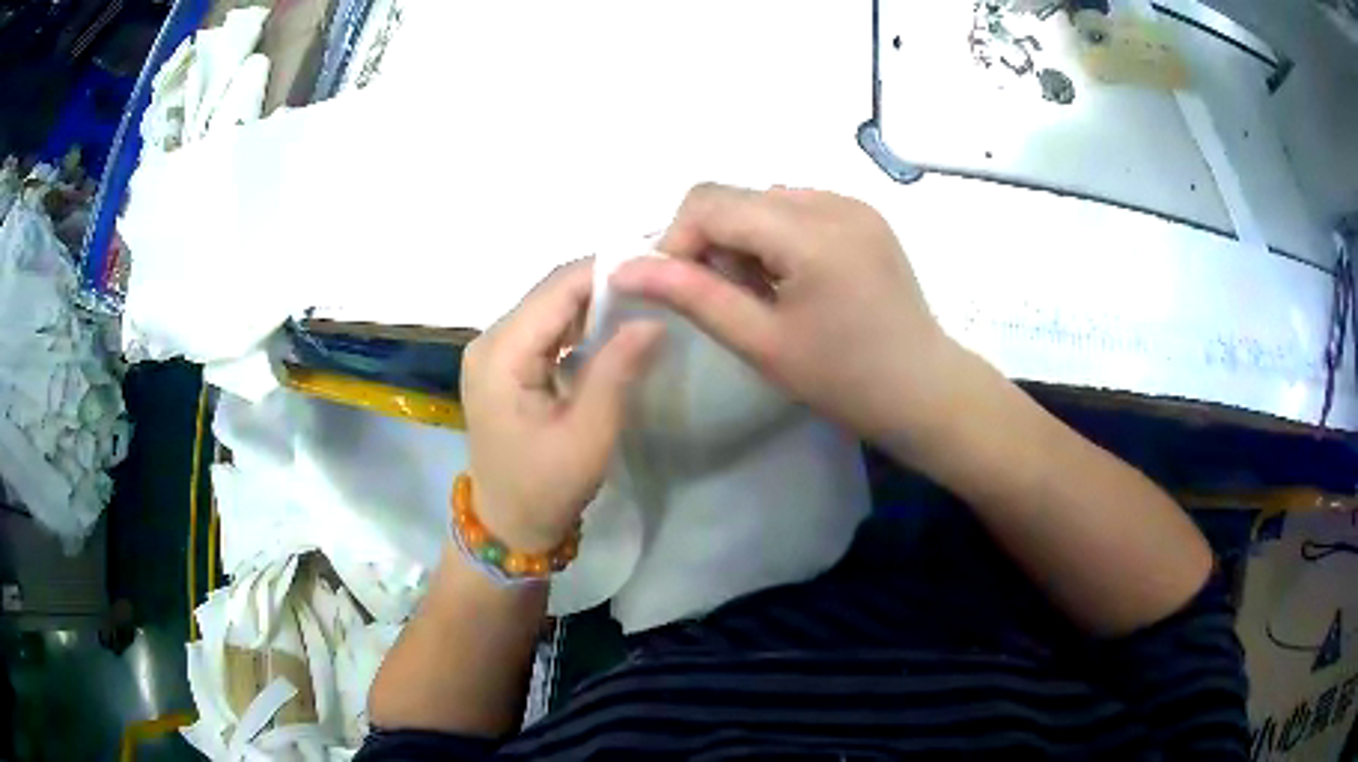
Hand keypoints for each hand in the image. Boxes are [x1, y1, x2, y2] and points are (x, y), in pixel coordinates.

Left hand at [460, 260, 662, 551]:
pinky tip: (614, 326)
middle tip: (659, 280)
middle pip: (551, 292)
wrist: (508, 524)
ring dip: (594, 301)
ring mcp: (493, 351)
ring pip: (550, 307)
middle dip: (604, 282)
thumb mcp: (589, 433)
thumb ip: (617, 370)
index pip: (557, 288)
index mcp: (501, 353)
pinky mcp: (503, 364)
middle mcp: (490, 340)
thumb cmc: (546, 486)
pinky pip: (545, 328)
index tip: (658, 264)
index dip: (606, 270)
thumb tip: (653, 318)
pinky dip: (580, 323)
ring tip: (646, 297)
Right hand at [610, 183, 960, 446]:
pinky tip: (795, 280)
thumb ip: (692, 295)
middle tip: (730, 299)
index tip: (678, 288)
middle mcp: (832, 201)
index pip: (709, 202)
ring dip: (744, 239)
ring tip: (767, 294)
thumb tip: (623, 267)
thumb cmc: (843, 379)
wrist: (924, 390)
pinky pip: (797, 208)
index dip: (676, 240)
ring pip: (764, 201)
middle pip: (737, 197)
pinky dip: (776, 237)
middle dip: (713, 242)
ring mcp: (853, 204)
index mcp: (810, 232)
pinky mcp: (864, 214)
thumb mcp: (761, 342)